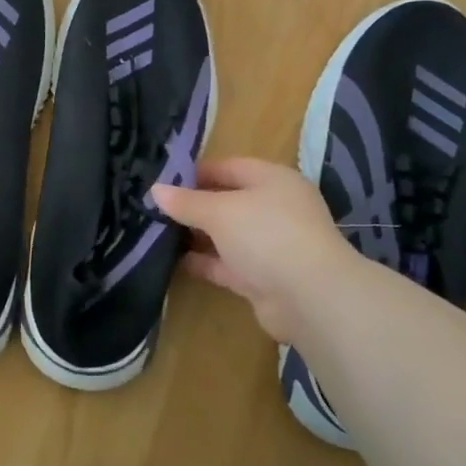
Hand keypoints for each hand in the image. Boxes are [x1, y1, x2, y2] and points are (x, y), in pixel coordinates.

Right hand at [151, 158, 361, 344]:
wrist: (310, 298)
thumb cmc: (267, 235)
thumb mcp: (220, 212)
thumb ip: (187, 202)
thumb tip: (155, 190)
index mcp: (272, 180)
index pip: (229, 167)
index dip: (196, 172)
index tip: (162, 180)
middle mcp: (274, 208)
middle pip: (227, 201)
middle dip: (194, 205)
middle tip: (154, 207)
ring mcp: (270, 245)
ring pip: (227, 235)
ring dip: (197, 235)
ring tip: (156, 233)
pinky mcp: (263, 278)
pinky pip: (227, 264)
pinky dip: (204, 262)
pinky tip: (173, 260)